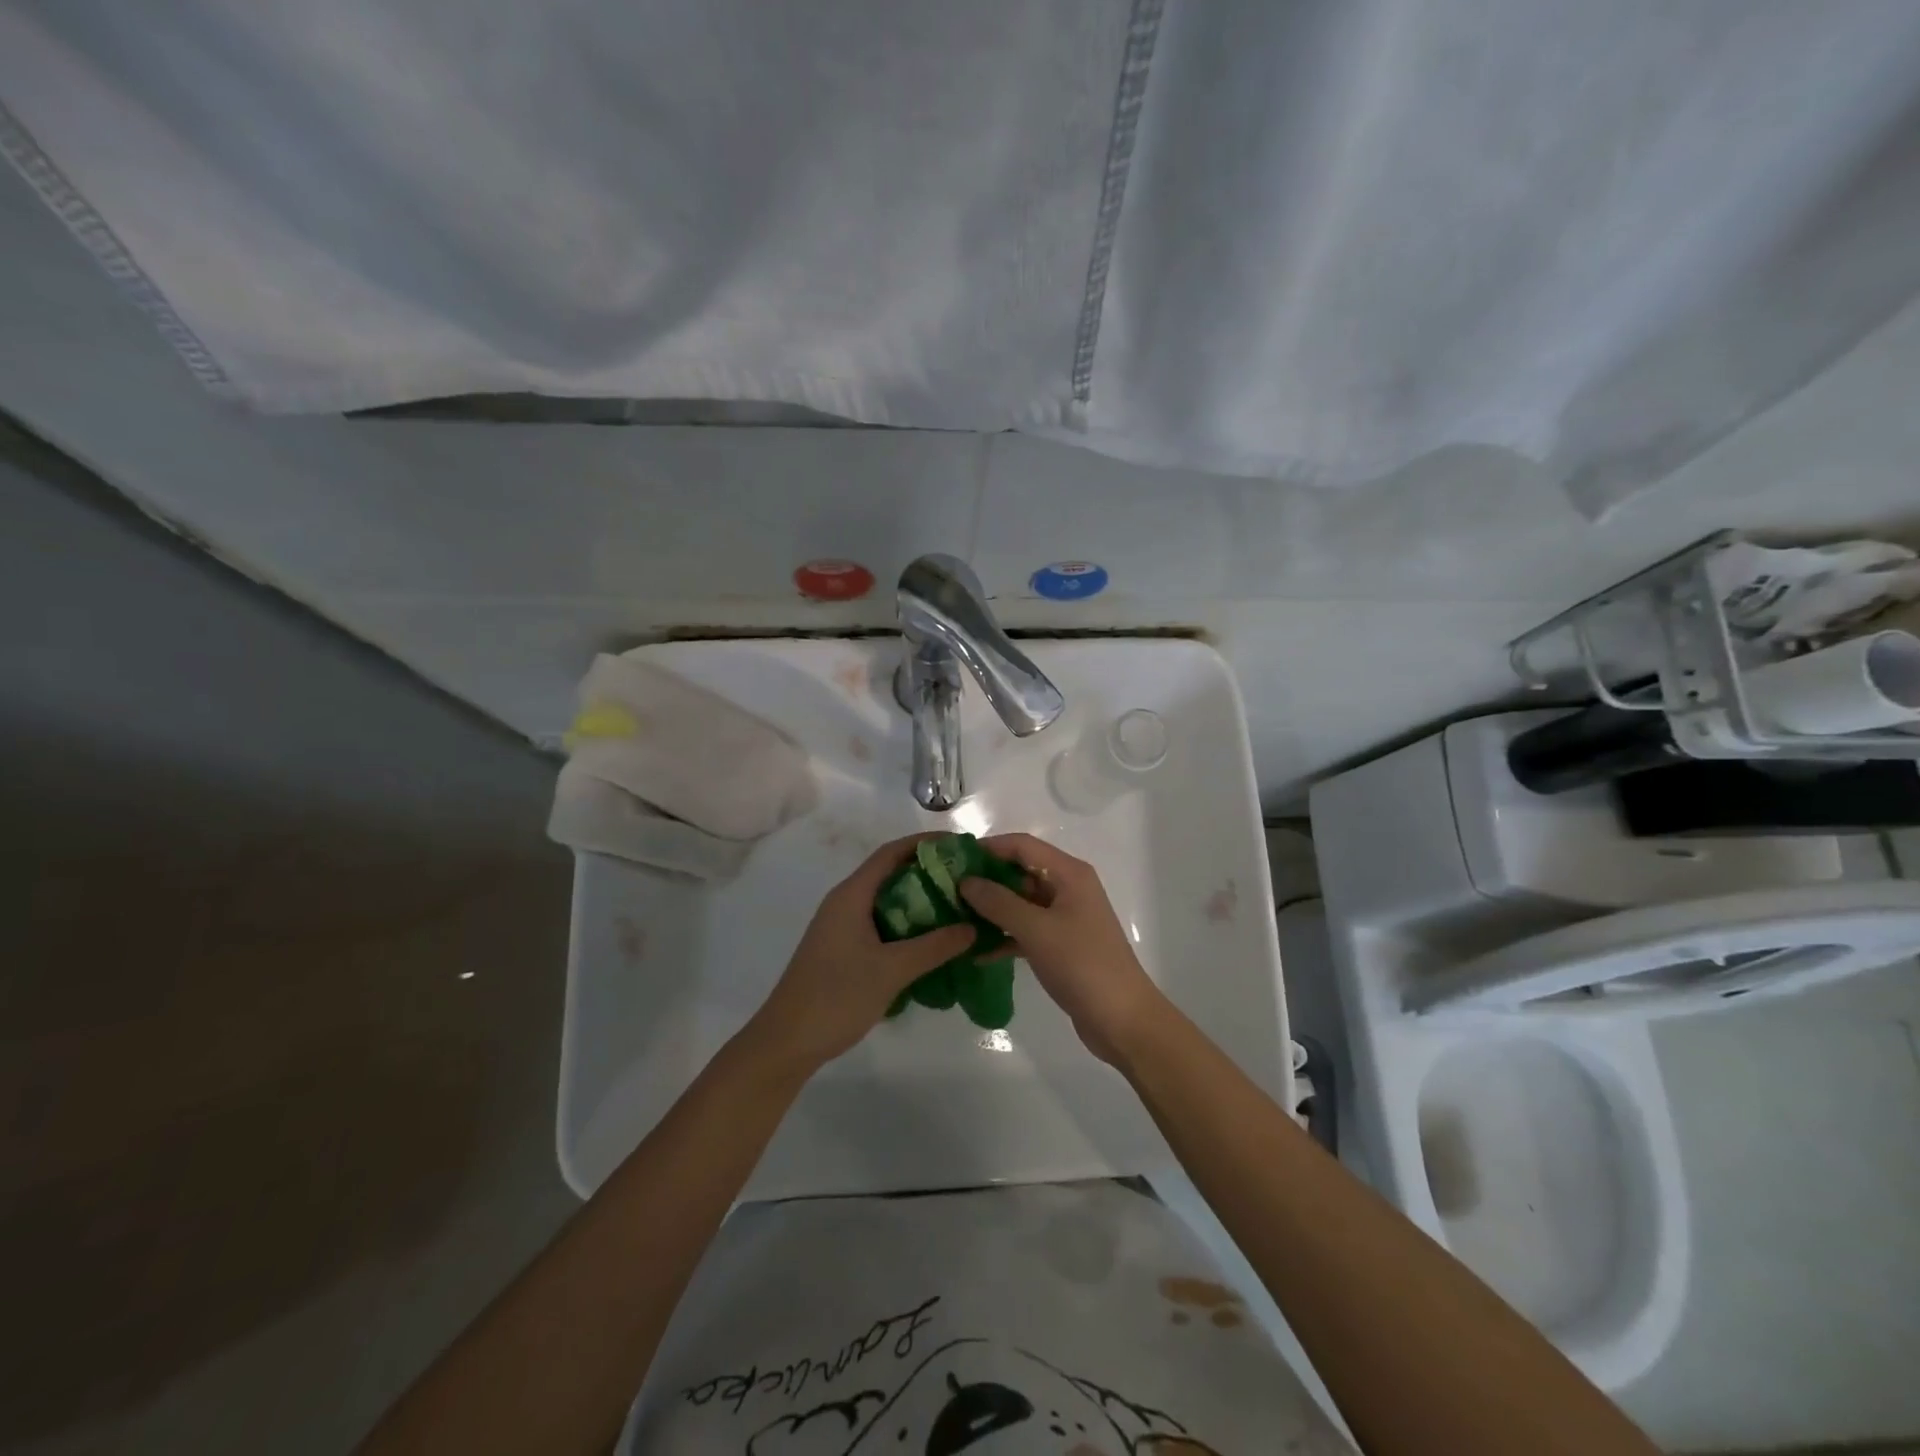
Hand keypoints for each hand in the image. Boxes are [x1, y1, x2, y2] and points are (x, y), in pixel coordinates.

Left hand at [743, 834, 976, 1076]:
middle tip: (967, 882)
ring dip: (919, 902)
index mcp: (851, 895)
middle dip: (928, 874)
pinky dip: (907, 926)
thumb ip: (934, 947)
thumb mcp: (891, 970)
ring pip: (886, 902)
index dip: (925, 844)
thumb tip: (973, 927)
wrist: (786, 1042)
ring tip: (957, 910)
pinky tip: (931, 943)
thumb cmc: (836, 997)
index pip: (891, 853)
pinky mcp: (842, 949)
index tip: (960, 846)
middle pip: (890, 874)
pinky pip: (881, 924)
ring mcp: (841, 926)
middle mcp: (845, 902)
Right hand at [959, 833, 1165, 1065]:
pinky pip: (1025, 930)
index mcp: (1069, 874)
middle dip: (986, 879)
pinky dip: (1003, 936)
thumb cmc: (1082, 965)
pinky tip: (975, 951)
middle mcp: (1067, 888)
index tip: (953, 859)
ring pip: (1021, 902)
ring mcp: (1065, 917)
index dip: (988, 848)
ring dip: (991, 909)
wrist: (1122, 1020)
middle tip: (946, 890)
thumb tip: (965, 881)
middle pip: (1020, 872)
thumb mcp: (1036, 930)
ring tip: (953, 918)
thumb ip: (999, 902)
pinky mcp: (1061, 945)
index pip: (1022, 846)